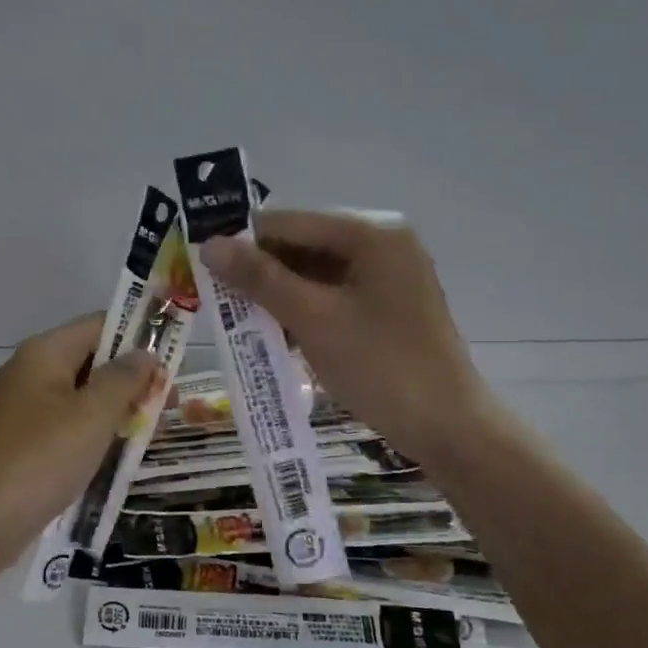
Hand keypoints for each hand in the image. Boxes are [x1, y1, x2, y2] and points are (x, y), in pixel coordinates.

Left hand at [0, 313, 160, 558]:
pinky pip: (66, 428)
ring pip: (81, 399)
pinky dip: (93, 436)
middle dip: (132, 380)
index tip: (174, 365)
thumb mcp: (93, 414)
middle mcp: (29, 373)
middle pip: (91, 362)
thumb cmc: (41, 459)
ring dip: (116, 411)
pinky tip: (116, 458)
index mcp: (44, 353)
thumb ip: (124, 379)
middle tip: (170, 406)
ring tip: (150, 434)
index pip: (100, 325)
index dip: (139, 338)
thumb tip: (144, 354)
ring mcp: (22, 411)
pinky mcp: (21, 445)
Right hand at [200, 211, 487, 459]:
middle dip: (259, 271)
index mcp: (371, 234)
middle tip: (215, 298)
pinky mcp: (386, 306)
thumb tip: (210, 245)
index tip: (199, 264)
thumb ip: (261, 279)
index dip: (242, 241)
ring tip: (236, 319)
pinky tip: (274, 334)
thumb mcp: (314, 319)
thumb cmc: (381, 367)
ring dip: (277, 295)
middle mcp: (382, 243)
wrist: (447, 425)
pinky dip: (302, 311)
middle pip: (302, 245)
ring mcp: (387, 276)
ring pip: (314, 273)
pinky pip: (331, 296)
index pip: (289, 222)